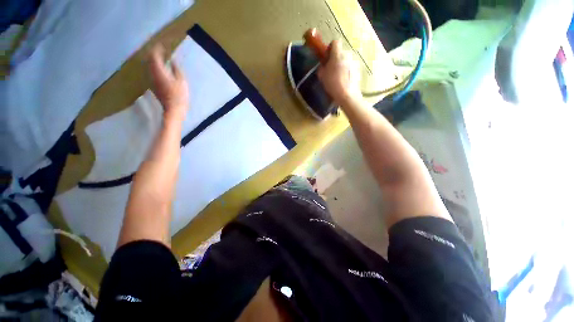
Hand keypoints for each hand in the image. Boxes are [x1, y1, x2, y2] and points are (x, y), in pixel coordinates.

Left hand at [148, 45, 188, 120]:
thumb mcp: (181, 81)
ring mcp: (152, 80)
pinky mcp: (153, 85)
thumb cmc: (179, 95)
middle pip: (149, 60)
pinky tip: (159, 68)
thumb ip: (176, 69)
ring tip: (159, 58)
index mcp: (159, 71)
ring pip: (149, 66)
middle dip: (153, 54)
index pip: (154, 56)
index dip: (157, 49)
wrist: (173, 109)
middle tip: (159, 50)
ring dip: (153, 60)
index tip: (161, 45)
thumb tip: (173, 60)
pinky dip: (154, 67)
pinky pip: (151, 72)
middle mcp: (152, 74)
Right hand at [318, 40, 360, 104]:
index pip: (335, 42)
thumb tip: (323, 64)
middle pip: (340, 52)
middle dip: (335, 58)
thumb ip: (321, 67)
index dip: (330, 48)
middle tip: (331, 69)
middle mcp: (347, 55)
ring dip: (341, 65)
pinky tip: (344, 80)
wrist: (347, 94)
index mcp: (337, 55)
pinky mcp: (358, 69)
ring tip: (338, 76)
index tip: (327, 57)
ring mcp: (354, 61)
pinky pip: (350, 66)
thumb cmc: (333, 84)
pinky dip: (346, 71)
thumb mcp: (322, 76)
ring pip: (345, 60)